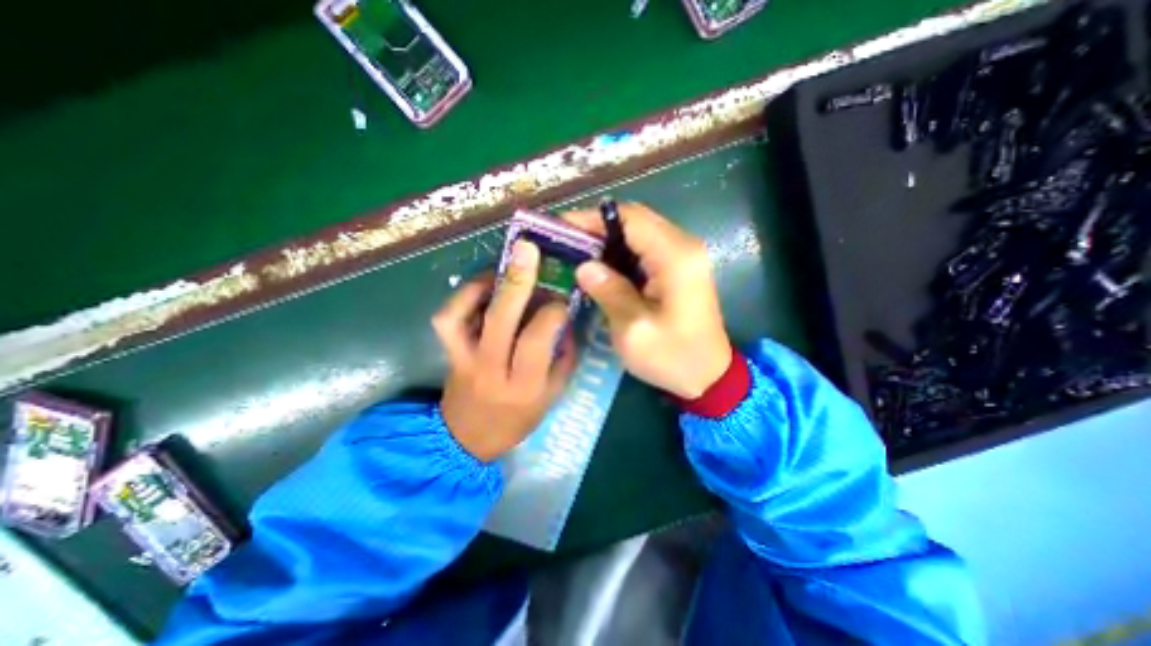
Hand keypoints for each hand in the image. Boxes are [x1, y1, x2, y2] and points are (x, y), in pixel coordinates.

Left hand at [432, 239, 576, 461]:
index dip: (552, 312)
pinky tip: (482, 287)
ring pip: (463, 315)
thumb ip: (563, 356)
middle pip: (501, 319)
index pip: (537, 339)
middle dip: (517, 280)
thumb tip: (565, 319)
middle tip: (528, 249)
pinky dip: (461, 297)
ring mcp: (464, 360)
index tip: (561, 300)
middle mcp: (491, 369)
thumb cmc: (518, 419)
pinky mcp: (448, 353)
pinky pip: (447, 319)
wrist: (469, 438)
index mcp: (524, 385)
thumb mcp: (553, 395)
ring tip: (501, 269)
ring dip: (481, 285)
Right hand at [565, 205, 731, 400]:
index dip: (593, 218)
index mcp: (675, 257)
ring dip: (609, 239)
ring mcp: (685, 255)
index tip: (562, 227)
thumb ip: (609, 292)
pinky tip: (602, 266)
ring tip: (578, 252)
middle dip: (598, 227)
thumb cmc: (672, 357)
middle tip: (567, 241)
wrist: (709, 375)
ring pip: (640, 232)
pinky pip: (646, 247)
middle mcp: (684, 246)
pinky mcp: (680, 267)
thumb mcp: (634, 330)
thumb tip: (584, 266)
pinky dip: (622, 252)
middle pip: (636, 219)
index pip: (630, 219)